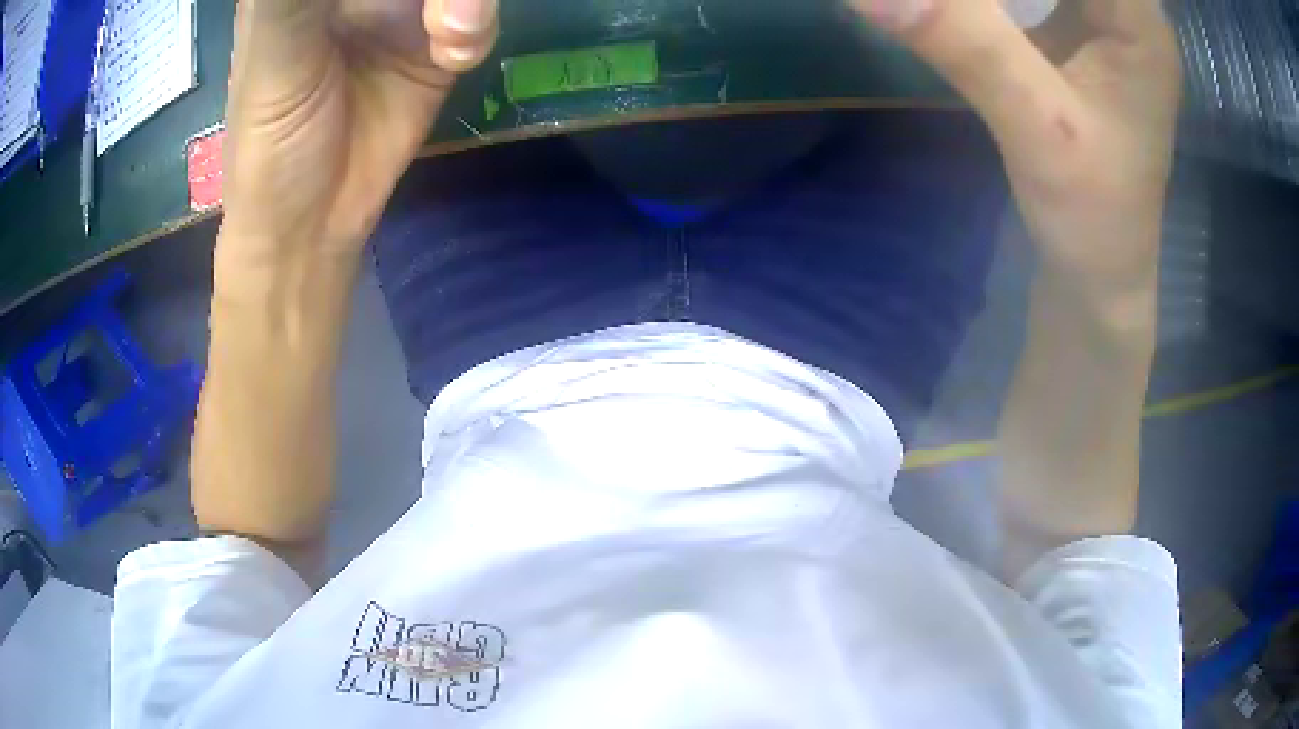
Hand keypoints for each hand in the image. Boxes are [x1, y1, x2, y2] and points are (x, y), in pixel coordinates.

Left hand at [219, 0, 498, 267]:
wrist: (313, 223)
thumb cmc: (271, 146)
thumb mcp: (274, 61)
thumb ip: (290, 0)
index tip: (381, 5)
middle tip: (442, 18)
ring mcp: (398, 9)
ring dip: (467, 2)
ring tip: (452, 40)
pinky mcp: (435, 40)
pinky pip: (476, 15)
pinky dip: (477, 29)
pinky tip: (452, 59)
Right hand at [849, 0, 1181, 302]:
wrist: (1099, 271)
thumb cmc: (1093, 218)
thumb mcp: (1038, 132)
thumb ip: (967, 47)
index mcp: (1139, 22)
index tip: (973, 4)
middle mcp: (1124, 7)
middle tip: (955, 7)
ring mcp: (1098, 18)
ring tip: (956, 12)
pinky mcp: (1073, 32)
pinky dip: (993, 1)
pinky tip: (960, 13)